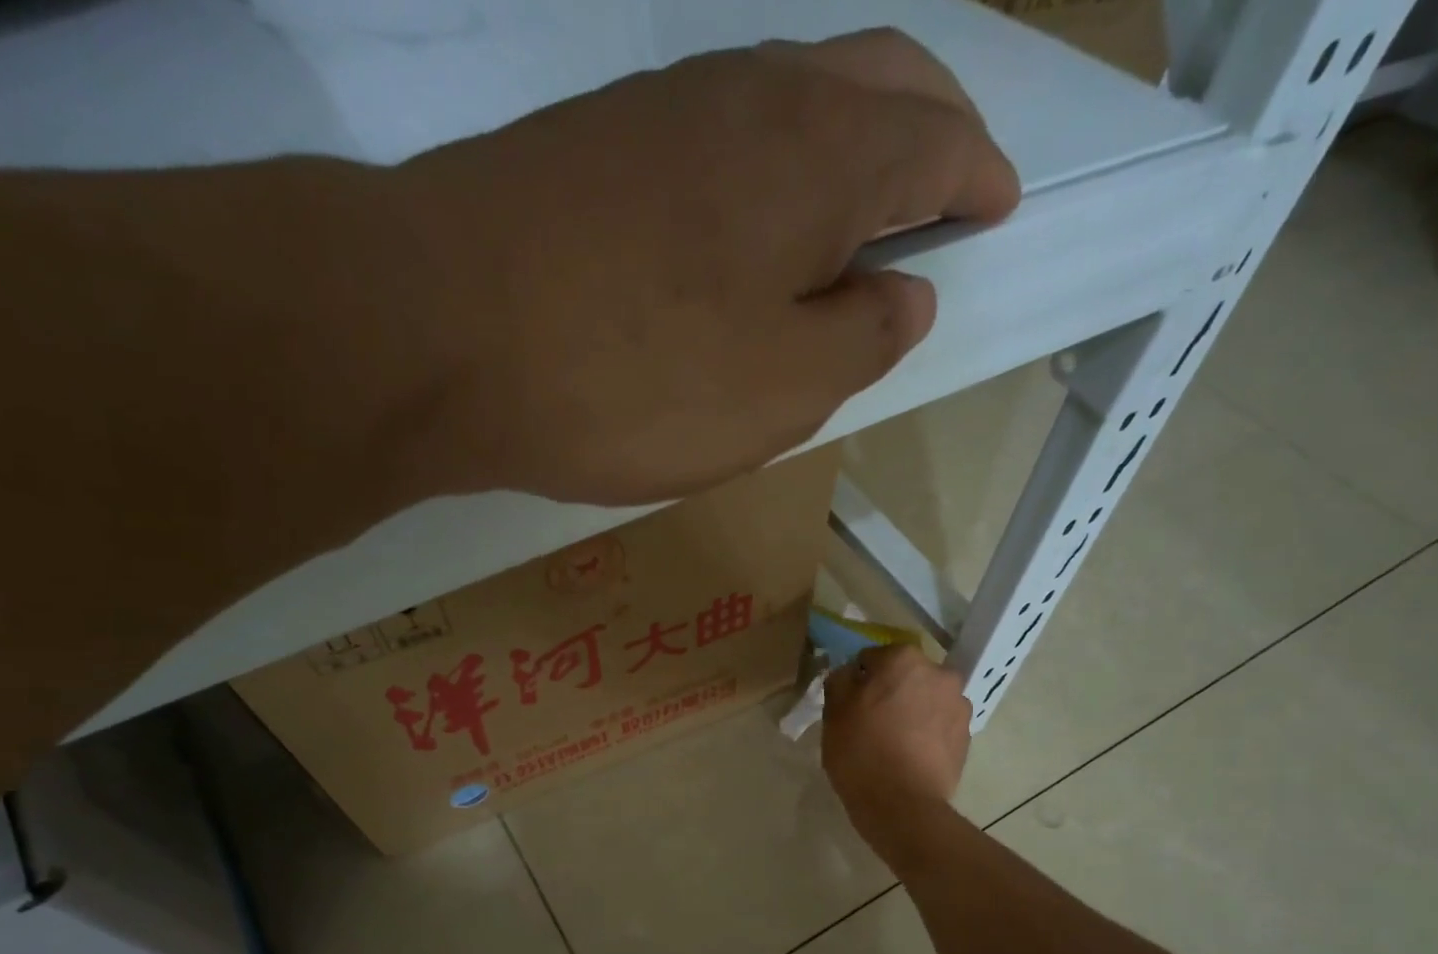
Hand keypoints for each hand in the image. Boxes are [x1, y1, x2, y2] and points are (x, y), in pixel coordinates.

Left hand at [387, 29, 1019, 504]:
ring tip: (856, 216)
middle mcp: (752, 96)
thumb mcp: (781, 389)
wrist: (440, 330)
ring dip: (845, 143)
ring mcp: (666, 107)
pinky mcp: (600, 144)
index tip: (998, 209)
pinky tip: (755, 226)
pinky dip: (769, 168)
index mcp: (822, 155)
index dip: (978, 176)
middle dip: (929, 128)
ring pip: (793, 96)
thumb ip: (860, 339)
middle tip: (946, 190)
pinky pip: (721, 134)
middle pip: (876, 79)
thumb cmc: (637, 375)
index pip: (936, 141)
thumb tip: (906, 294)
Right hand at [822, 645, 971, 857]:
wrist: (903, 806)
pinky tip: (911, 756)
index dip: (858, 680)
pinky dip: (927, 733)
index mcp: (904, 660)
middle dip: (891, 691)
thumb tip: (851, 673)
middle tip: (871, 722)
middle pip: (906, 676)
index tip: (850, 704)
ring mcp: (959, 705)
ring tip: (894, 742)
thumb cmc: (862, 753)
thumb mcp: (834, 713)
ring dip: (912, 711)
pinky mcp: (967, 736)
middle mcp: (939, 673)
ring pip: (926, 699)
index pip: (872, 658)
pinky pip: (940, 724)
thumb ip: (840, 680)